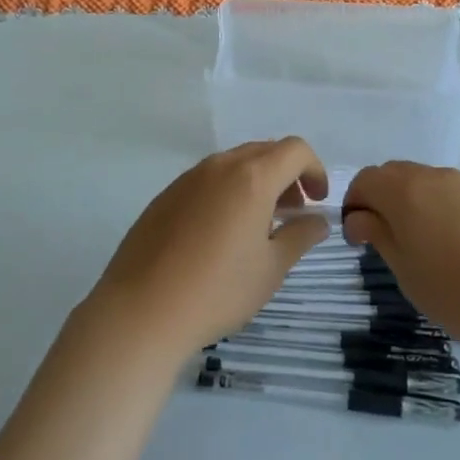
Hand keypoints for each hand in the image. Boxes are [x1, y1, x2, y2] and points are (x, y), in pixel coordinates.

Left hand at [87, 138, 330, 360]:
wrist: (142, 310)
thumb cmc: (218, 290)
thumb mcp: (271, 268)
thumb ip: (300, 236)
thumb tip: (317, 220)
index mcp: (252, 177)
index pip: (294, 150)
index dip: (314, 169)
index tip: (317, 201)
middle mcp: (220, 166)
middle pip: (264, 151)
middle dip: (287, 175)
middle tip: (293, 213)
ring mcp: (188, 178)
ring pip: (234, 164)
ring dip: (256, 182)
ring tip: (258, 225)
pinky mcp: (166, 195)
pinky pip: (208, 180)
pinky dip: (227, 192)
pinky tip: (220, 234)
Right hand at [343, 162, 459, 354]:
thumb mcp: (409, 274)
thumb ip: (380, 238)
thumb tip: (360, 217)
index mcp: (405, 191)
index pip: (364, 180)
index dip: (353, 206)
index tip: (358, 240)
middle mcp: (433, 176)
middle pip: (393, 175)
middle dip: (381, 201)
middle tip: (386, 243)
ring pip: (425, 184)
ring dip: (413, 206)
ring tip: (424, 249)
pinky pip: (453, 195)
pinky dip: (441, 212)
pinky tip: (459, 250)